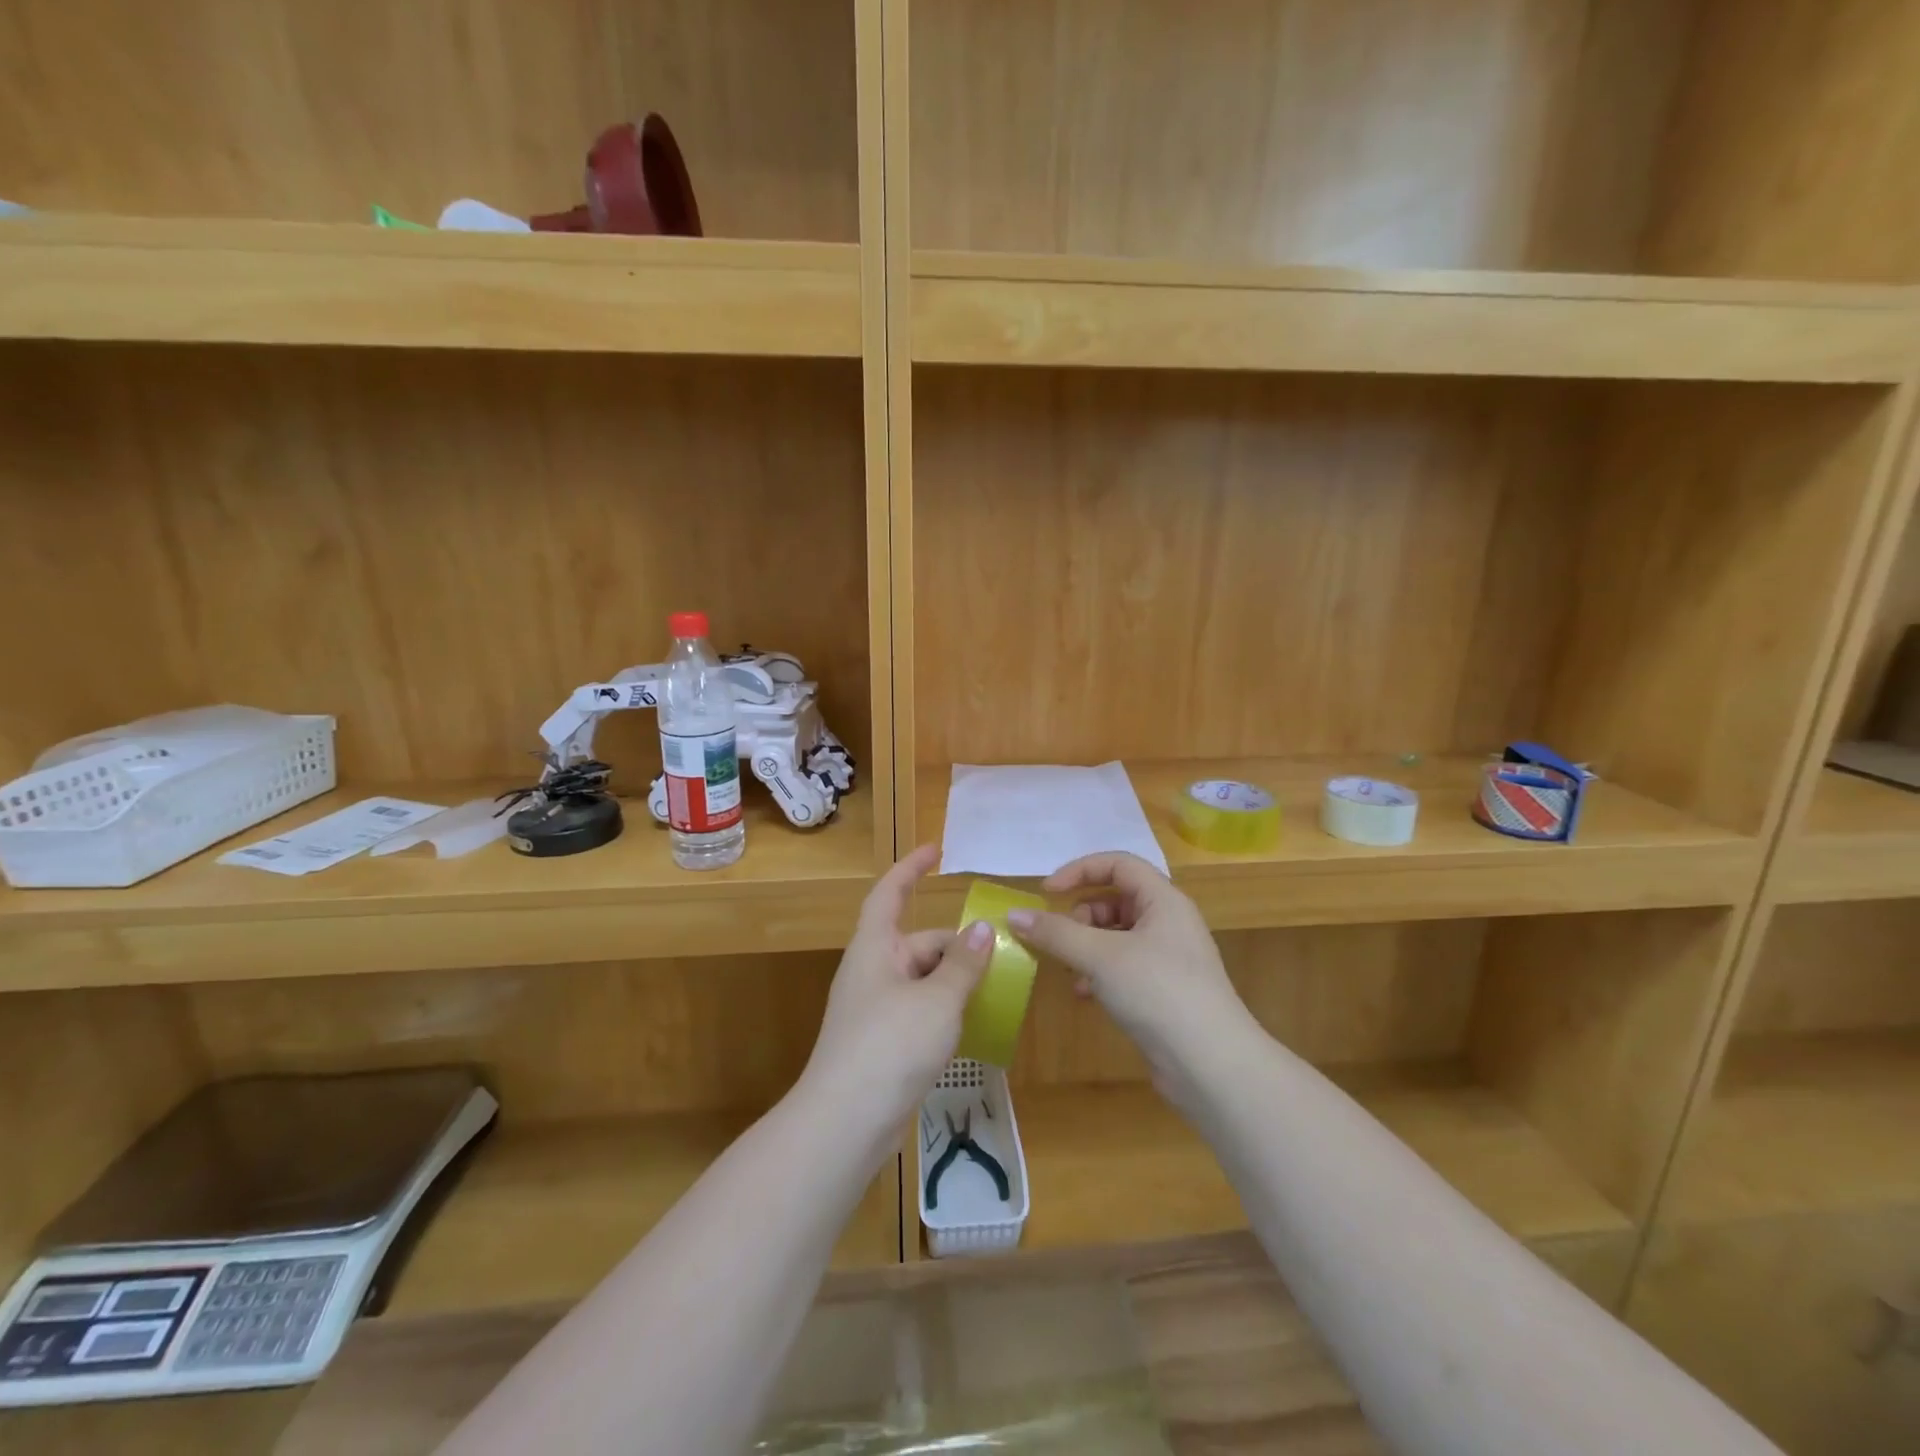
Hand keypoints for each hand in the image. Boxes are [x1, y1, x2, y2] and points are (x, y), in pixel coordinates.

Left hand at [802, 844, 993, 1139]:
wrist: (846, 1123)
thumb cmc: (890, 1045)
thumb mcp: (937, 1000)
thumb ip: (963, 964)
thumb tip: (981, 929)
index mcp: (875, 947)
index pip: (890, 893)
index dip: (911, 868)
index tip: (937, 851)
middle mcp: (872, 971)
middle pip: (919, 942)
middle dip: (957, 947)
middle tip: (1001, 956)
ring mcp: (876, 1009)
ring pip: (923, 979)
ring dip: (955, 981)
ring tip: (997, 989)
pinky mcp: (883, 1042)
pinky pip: (920, 1010)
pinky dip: (946, 1010)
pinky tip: (974, 1025)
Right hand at [1007, 853, 1256, 1087]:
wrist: (1211, 1064)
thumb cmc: (1158, 992)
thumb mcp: (1100, 957)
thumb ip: (1055, 932)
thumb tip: (1013, 914)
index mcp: (1163, 900)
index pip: (1118, 864)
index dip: (1080, 870)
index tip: (1047, 892)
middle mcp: (1169, 922)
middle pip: (1116, 899)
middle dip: (1080, 915)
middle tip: (1058, 937)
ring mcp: (1168, 958)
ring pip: (1117, 935)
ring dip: (1086, 947)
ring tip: (1068, 969)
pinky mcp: (1164, 990)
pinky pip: (1123, 965)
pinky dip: (1099, 972)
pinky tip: (1084, 994)